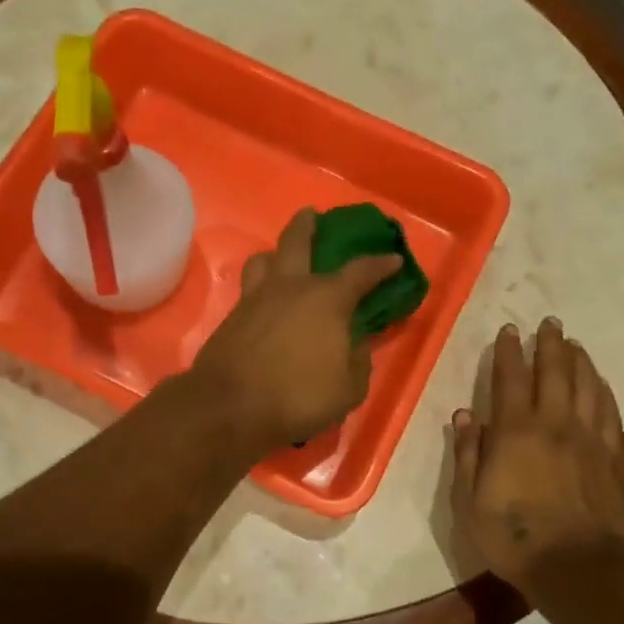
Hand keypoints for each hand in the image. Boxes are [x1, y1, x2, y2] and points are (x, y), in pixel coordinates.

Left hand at [188, 209, 402, 454]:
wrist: (229, 407)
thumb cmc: (298, 396)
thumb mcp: (348, 388)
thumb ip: (357, 362)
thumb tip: (356, 345)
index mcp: (327, 298)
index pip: (361, 271)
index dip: (381, 265)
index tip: (393, 260)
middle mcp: (290, 287)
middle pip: (297, 241)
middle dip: (308, 225)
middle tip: (313, 215)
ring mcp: (255, 299)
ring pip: (263, 260)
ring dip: (275, 253)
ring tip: (281, 258)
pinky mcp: (232, 317)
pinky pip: (249, 289)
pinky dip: (260, 286)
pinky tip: (266, 301)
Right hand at [449, 318, 623, 585]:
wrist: (577, 567)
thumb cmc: (513, 537)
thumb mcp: (470, 501)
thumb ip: (468, 454)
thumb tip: (465, 415)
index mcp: (514, 432)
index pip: (511, 380)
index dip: (508, 353)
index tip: (509, 331)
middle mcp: (554, 425)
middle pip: (554, 373)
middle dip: (549, 345)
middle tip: (549, 323)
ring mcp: (589, 440)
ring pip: (586, 387)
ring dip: (579, 361)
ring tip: (574, 344)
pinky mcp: (613, 458)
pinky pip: (609, 413)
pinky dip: (603, 391)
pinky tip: (600, 382)